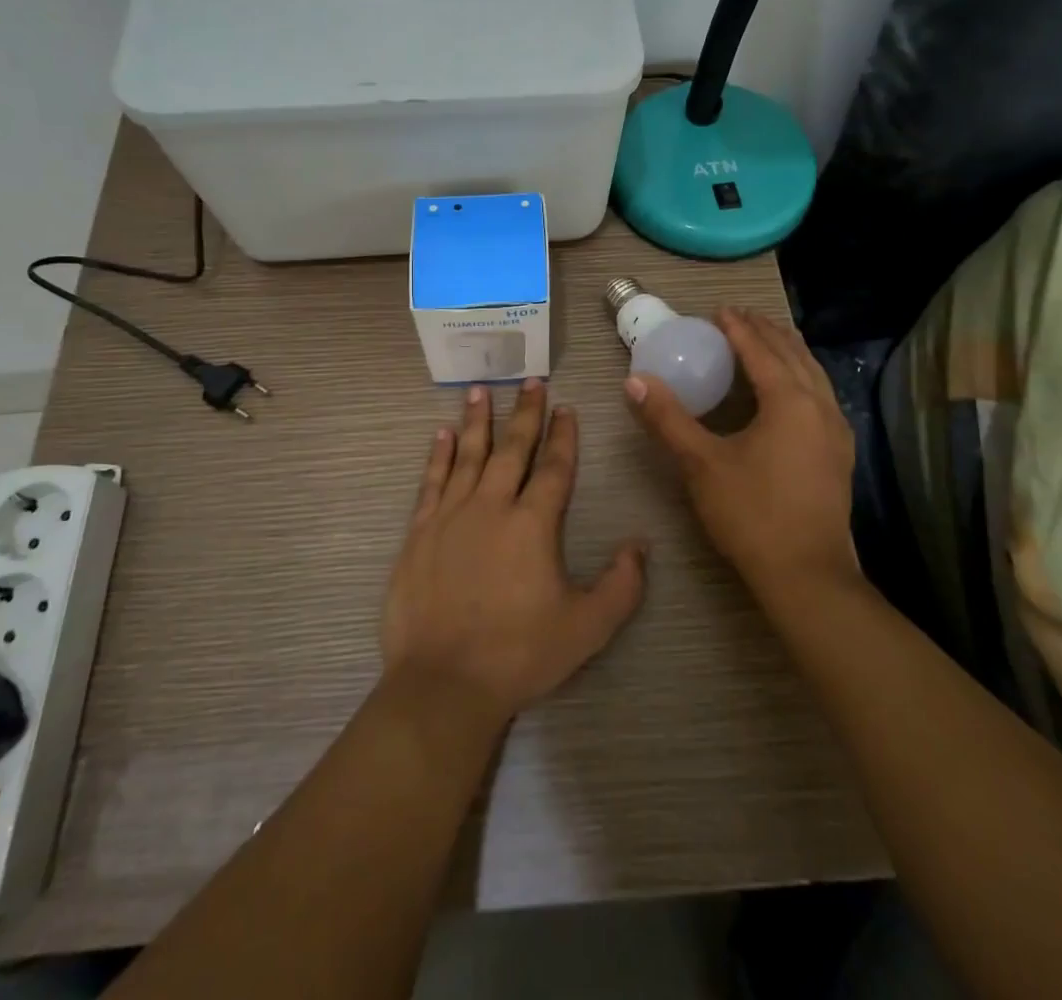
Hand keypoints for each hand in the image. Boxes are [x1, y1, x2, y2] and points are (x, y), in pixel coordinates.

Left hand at [381, 379, 649, 727]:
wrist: (444, 682)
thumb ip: (621, 585)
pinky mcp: (419, 532)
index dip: (563, 435)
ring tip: (480, 389)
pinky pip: (431, 481)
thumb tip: (641, 545)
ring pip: (467, 455)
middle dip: (524, 412)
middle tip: (529, 380)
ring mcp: (451, 515)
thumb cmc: (519, 654)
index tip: (566, 407)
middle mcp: (492, 506)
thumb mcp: (586, 628)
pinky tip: (440, 434)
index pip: (553, 467)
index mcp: (533, 524)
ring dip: (476, 420)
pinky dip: (437, 455)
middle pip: (511, 448)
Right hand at [626, 307, 857, 594]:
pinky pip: (820, 395)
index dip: (738, 327)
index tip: (718, 310)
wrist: (806, 576)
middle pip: (793, 354)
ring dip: (787, 351)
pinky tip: (788, 389)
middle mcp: (820, 406)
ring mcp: (836, 430)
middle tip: (738, 318)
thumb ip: (667, 418)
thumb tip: (633, 381)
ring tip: (765, 339)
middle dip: (766, 331)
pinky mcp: (839, 452)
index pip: (761, 350)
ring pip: (813, 373)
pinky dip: (801, 376)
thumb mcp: (701, 463)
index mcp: (789, 401)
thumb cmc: (751, 514)